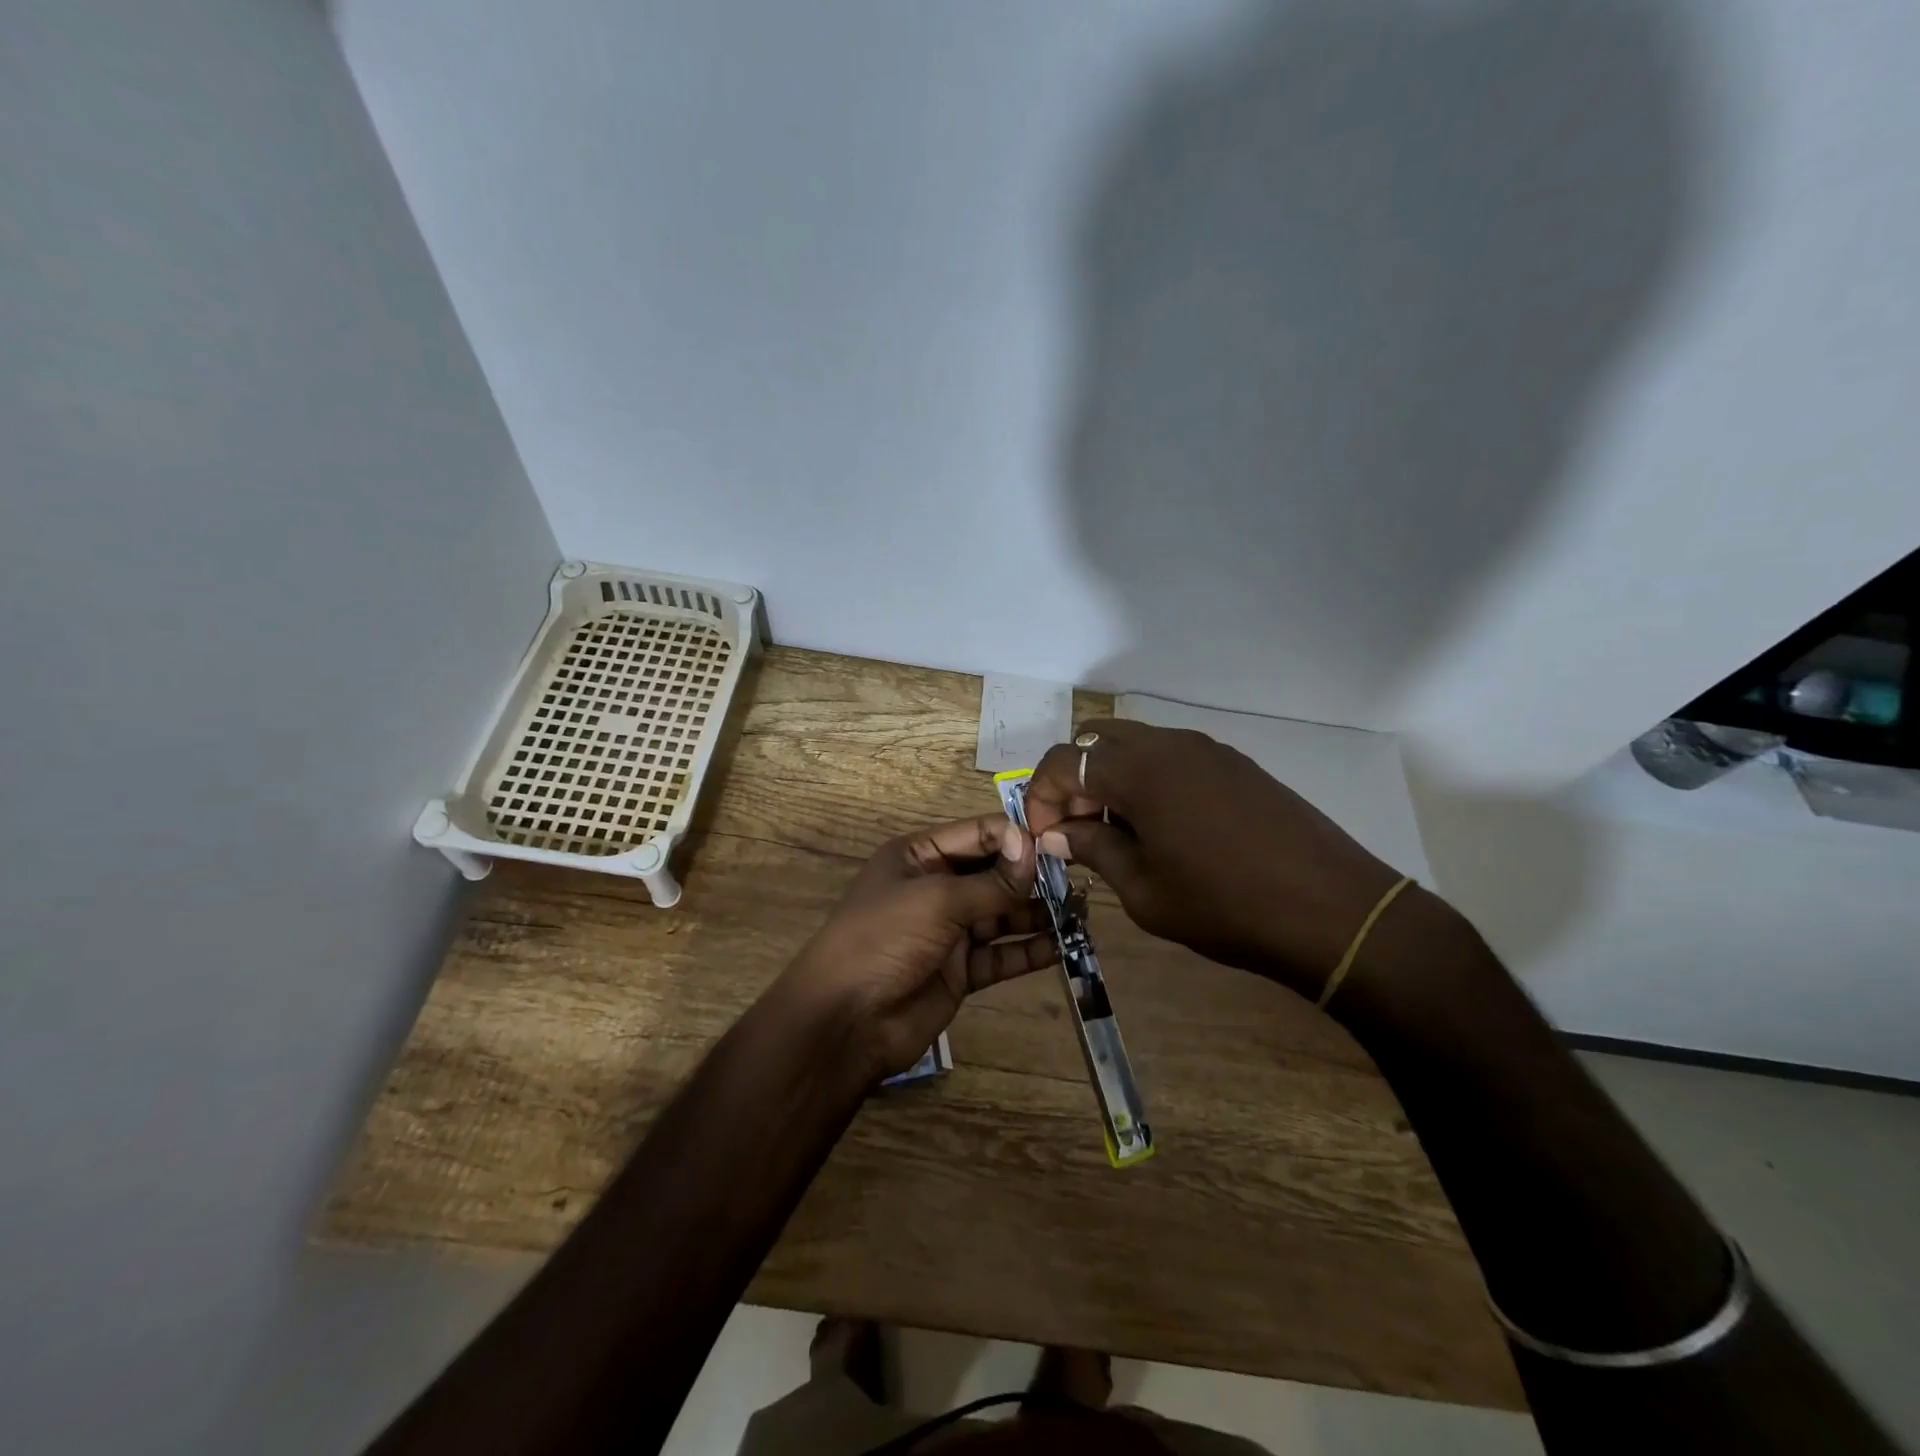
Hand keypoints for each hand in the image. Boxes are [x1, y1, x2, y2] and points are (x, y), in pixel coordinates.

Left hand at [774, 815, 1059, 1079]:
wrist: (847, 1020)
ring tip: (1080, 912)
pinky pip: (1001, 954)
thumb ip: (991, 881)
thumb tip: (1033, 849)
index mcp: (919, 856)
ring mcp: (949, 930)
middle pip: (994, 873)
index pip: (978, 834)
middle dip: (1032, 876)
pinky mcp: (960, 970)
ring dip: (1037, 913)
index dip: (1015, 837)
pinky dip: (1029, 950)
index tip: (1058, 843)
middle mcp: (936, 887)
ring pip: (1002, 914)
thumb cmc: (885, 939)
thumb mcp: (937, 900)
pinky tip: (1062, 946)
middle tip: (1079, 877)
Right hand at [1022, 720, 1409, 1000]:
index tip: (1046, 838)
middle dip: (1074, 781)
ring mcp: (1206, 748)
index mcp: (1138, 771)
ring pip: (1135, 745)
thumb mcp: (1145, 890)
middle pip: (1096, 741)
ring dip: (1111, 779)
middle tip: (1079, 829)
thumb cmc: (1225, 906)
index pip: (1062, 761)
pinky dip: (1148, 779)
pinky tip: (1164, 826)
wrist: (1333, 909)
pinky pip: (1171, 756)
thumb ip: (1094, 849)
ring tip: (1120, 831)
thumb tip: (1057, 834)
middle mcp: (1168, 744)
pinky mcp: (1234, 762)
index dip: (1040, 797)